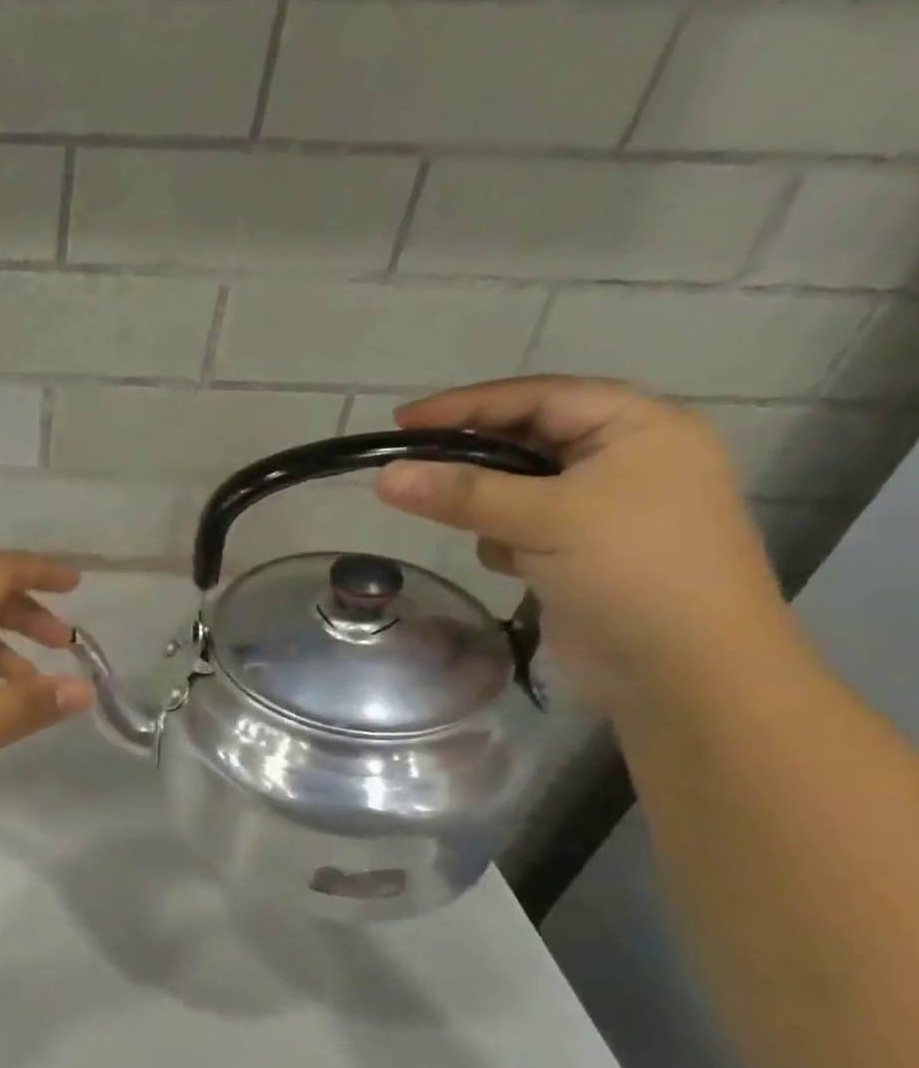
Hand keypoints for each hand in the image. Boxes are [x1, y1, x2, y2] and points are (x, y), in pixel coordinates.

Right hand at [373, 377, 791, 714]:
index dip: (467, 405)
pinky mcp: (582, 549)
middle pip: (526, 439)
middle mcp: (624, 458)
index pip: (538, 397)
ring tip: (473, 528)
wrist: (684, 670)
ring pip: (517, 486)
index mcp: (638, 428)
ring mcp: (604, 507)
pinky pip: (522, 524)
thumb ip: (460, 494)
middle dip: (472, 459)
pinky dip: (504, 538)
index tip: (401, 421)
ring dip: (488, 505)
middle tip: (410, 468)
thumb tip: (382, 476)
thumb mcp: (544, 519)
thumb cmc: (631, 571)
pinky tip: (512, 564)